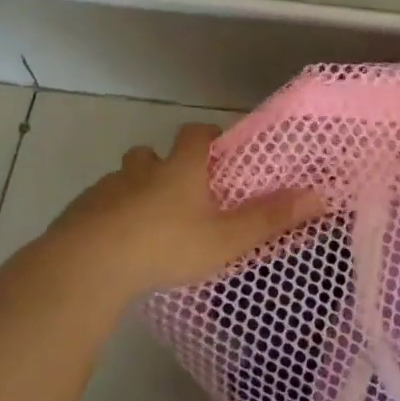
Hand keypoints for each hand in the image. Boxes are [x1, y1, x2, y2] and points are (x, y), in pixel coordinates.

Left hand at [38, 123, 324, 301]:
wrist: (89, 265)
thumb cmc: (167, 245)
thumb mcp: (227, 238)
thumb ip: (271, 218)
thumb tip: (320, 195)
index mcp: (180, 170)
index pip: (195, 135)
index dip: (207, 137)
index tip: (216, 151)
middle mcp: (142, 171)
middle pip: (151, 154)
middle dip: (165, 165)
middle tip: (180, 193)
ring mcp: (106, 191)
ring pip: (123, 180)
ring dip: (135, 192)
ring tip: (147, 224)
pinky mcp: (79, 214)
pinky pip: (99, 207)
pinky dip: (110, 217)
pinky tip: (116, 246)